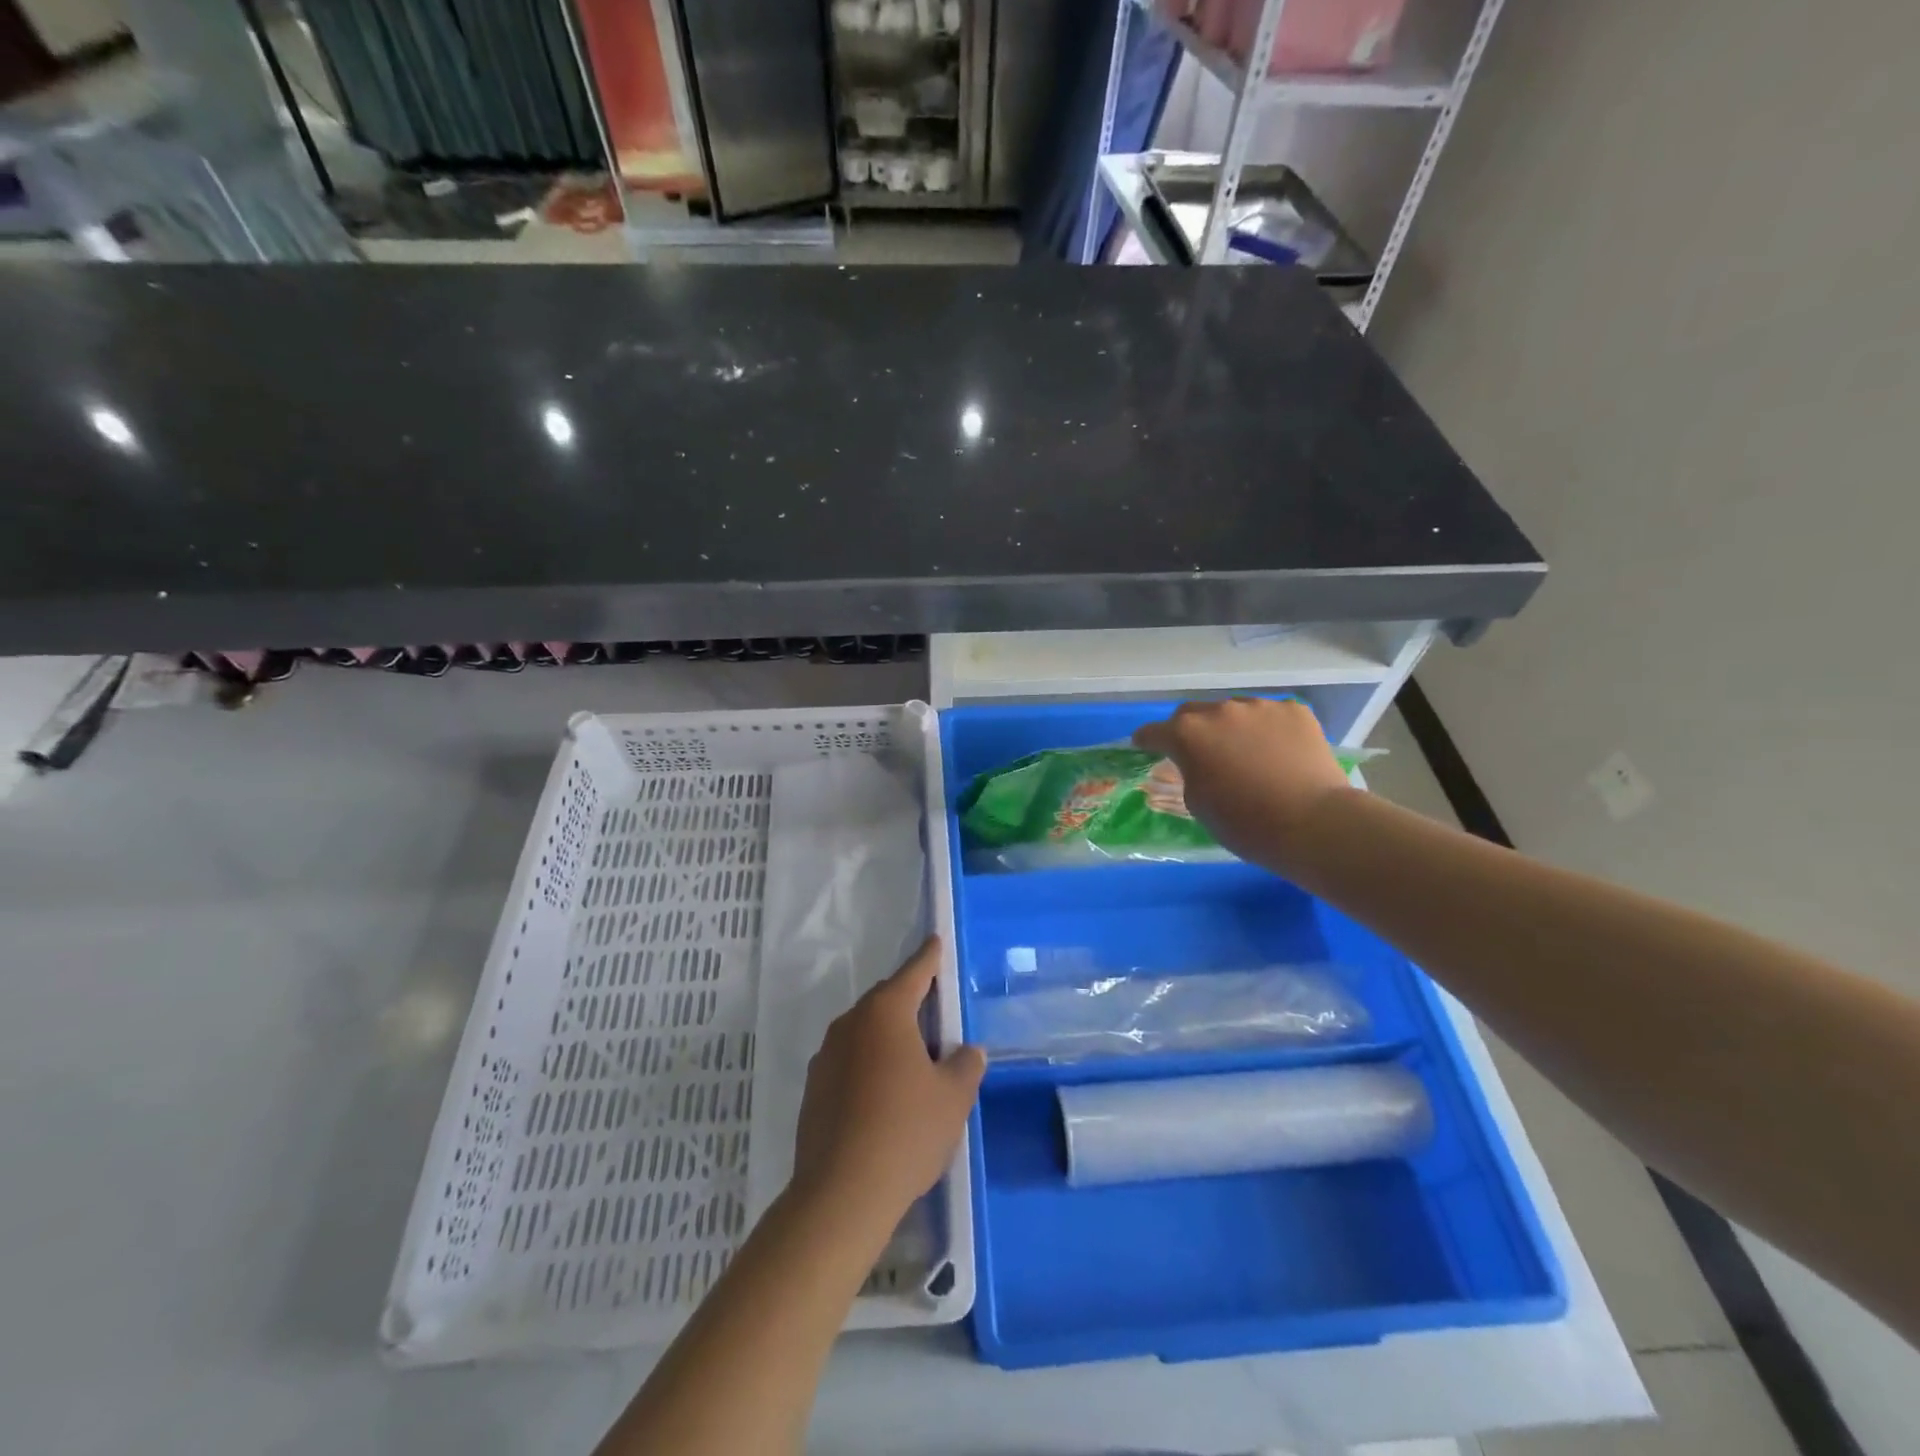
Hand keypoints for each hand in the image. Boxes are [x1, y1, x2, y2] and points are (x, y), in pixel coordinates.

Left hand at [791, 937, 984, 1234]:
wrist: (842, 1193)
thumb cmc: (906, 1132)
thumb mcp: (953, 1098)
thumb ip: (965, 1066)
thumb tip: (966, 1052)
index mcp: (885, 1014)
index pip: (913, 973)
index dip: (929, 958)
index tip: (935, 942)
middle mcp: (850, 1024)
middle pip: (886, 1001)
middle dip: (910, 1002)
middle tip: (935, 1017)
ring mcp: (826, 1056)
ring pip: (865, 1033)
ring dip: (888, 1038)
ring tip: (913, 1065)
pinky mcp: (813, 1089)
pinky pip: (849, 1062)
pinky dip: (869, 1066)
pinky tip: (884, 1098)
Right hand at [1133, 698, 1355, 873]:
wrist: (1313, 823)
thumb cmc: (1245, 823)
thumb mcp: (1198, 803)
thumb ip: (1188, 772)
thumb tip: (1195, 762)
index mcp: (1188, 734)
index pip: (1154, 732)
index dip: (1147, 740)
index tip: (1144, 746)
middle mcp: (1220, 711)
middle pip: (1193, 713)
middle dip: (1189, 730)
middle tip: (1198, 752)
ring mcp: (1260, 706)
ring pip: (1234, 711)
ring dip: (1231, 728)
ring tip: (1245, 753)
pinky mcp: (1295, 710)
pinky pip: (1270, 716)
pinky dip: (1267, 730)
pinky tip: (1278, 753)